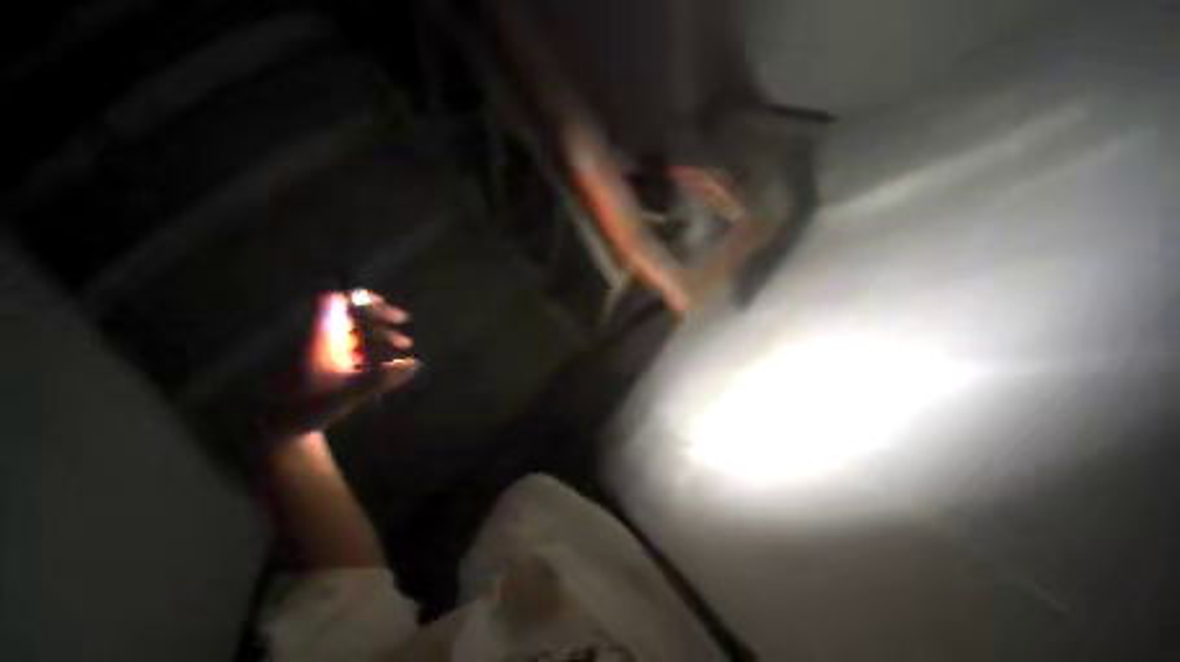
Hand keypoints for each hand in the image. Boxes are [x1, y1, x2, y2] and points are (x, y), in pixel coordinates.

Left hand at [307, 290, 417, 394]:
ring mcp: (325, 350)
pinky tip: (387, 362)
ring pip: (355, 332)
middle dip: (381, 320)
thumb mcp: (348, 393)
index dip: (359, 299)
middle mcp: (324, 338)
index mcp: (323, 337)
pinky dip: (372, 349)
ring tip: (403, 348)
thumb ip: (382, 378)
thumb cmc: (310, 404)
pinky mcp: (327, 363)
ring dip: (380, 336)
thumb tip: (415, 364)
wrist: (283, 425)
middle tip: (404, 329)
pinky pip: (353, 347)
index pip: (336, 302)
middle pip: (352, 316)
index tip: (384, 304)